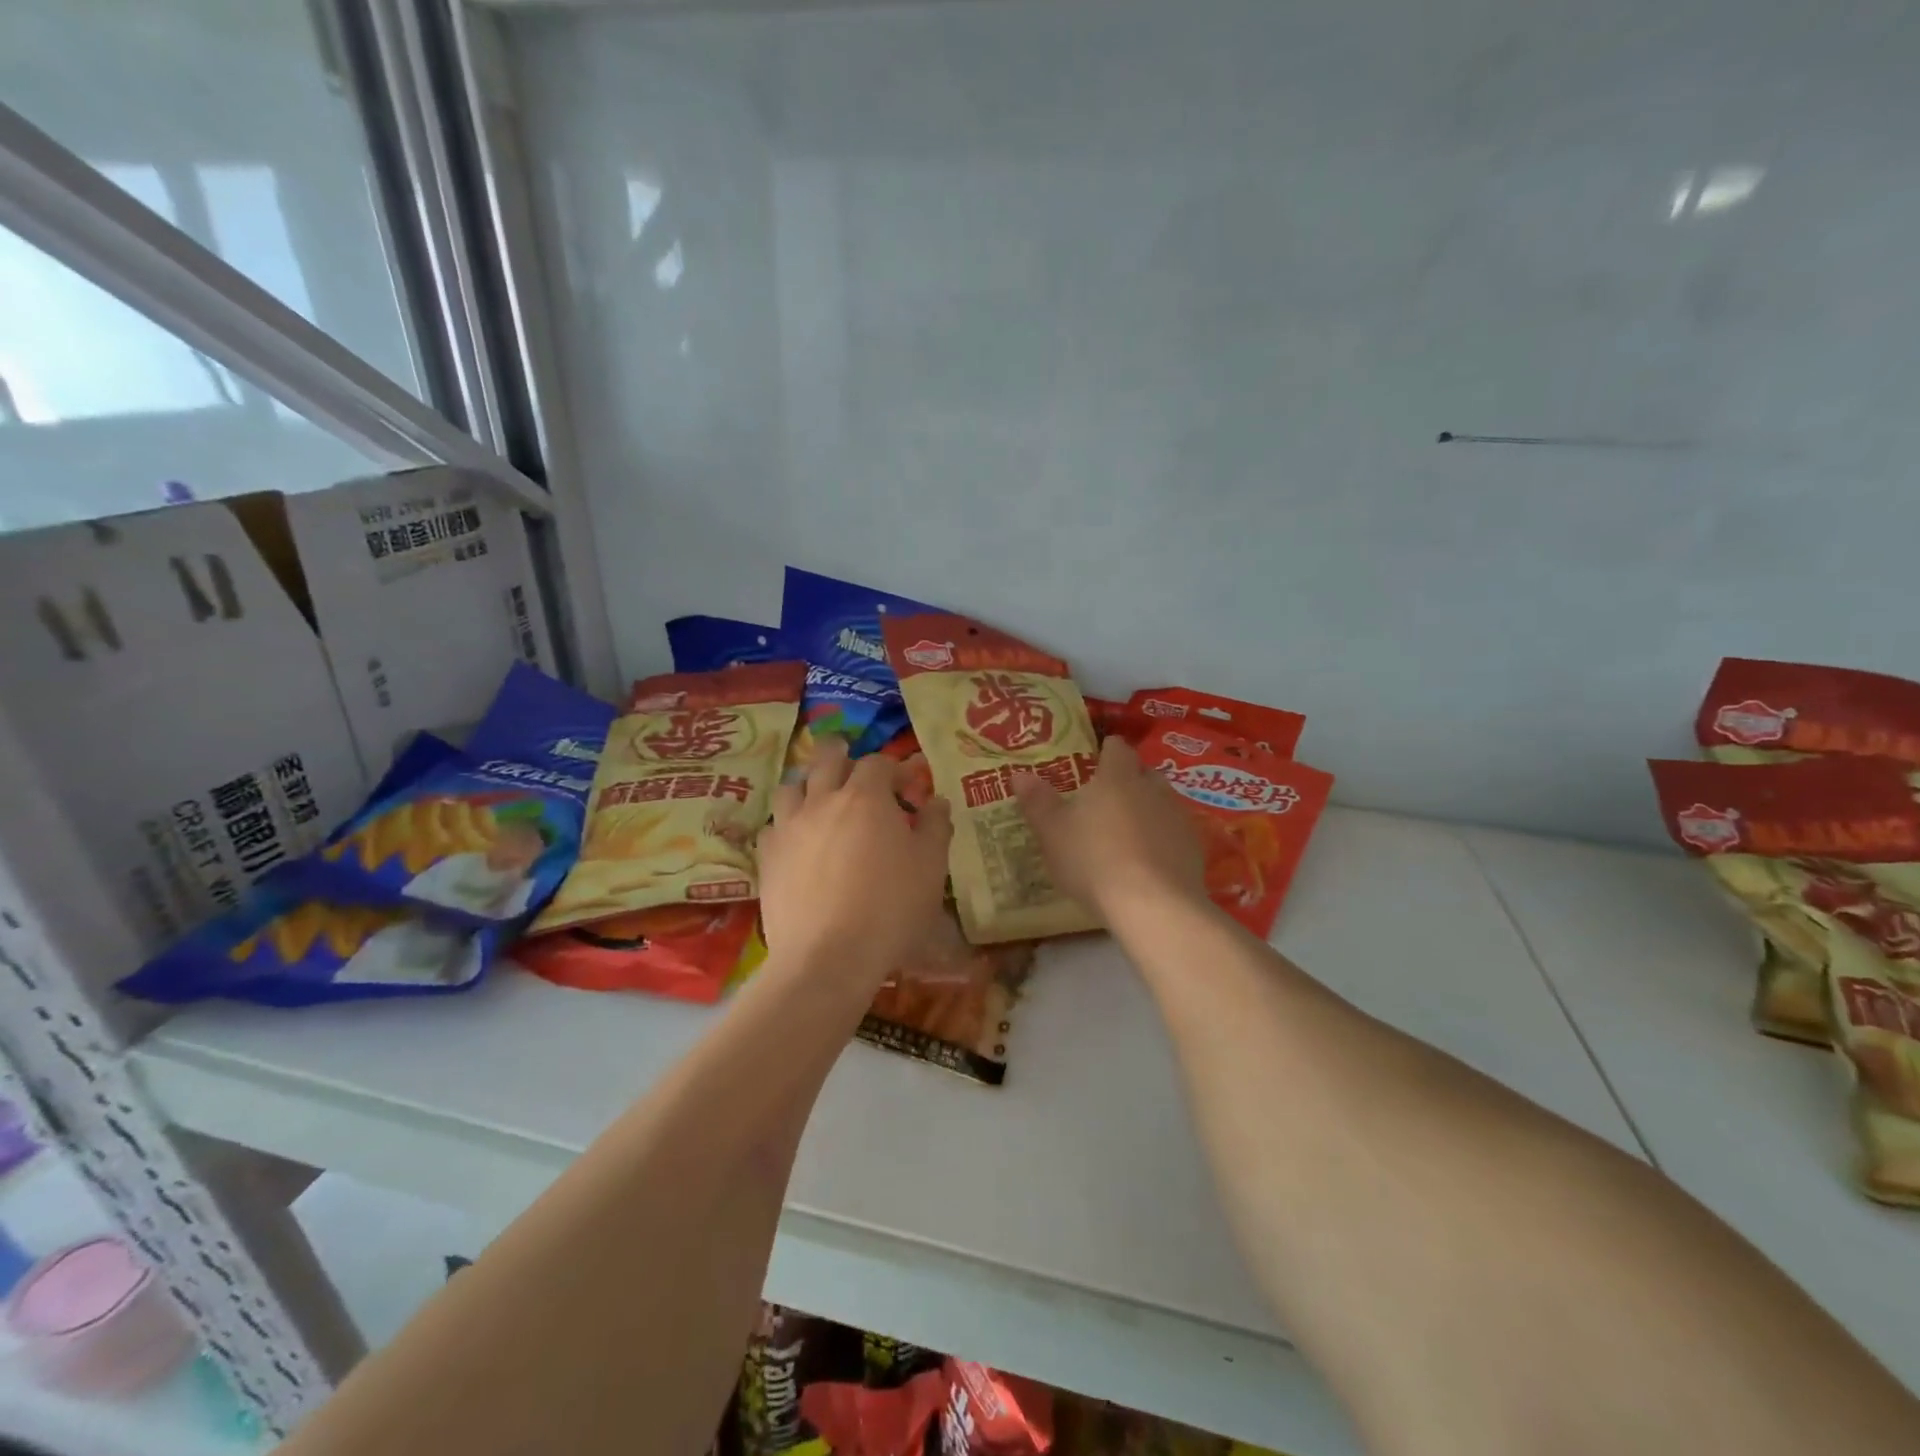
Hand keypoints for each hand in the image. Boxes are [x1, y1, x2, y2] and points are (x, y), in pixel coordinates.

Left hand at [758, 738, 952, 981]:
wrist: (827, 957)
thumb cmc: (890, 909)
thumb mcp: (930, 868)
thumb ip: (936, 827)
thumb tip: (936, 801)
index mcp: (866, 798)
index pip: (878, 763)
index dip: (895, 768)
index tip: (909, 786)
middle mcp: (823, 801)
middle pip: (827, 760)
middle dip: (843, 756)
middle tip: (853, 765)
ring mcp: (789, 827)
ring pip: (792, 787)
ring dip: (809, 785)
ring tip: (819, 798)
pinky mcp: (767, 857)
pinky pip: (773, 826)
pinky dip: (787, 824)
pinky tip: (797, 840)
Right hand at [1013, 736, 1205, 922]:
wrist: (1154, 905)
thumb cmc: (1094, 860)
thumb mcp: (1053, 833)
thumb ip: (1037, 802)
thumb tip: (1019, 775)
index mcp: (1117, 778)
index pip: (1117, 749)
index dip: (1107, 751)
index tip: (1096, 760)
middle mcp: (1153, 788)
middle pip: (1143, 773)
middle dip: (1128, 780)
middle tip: (1107, 799)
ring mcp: (1178, 818)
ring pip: (1162, 802)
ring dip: (1147, 810)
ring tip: (1127, 833)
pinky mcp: (1194, 848)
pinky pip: (1174, 833)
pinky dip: (1162, 839)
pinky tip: (1148, 862)